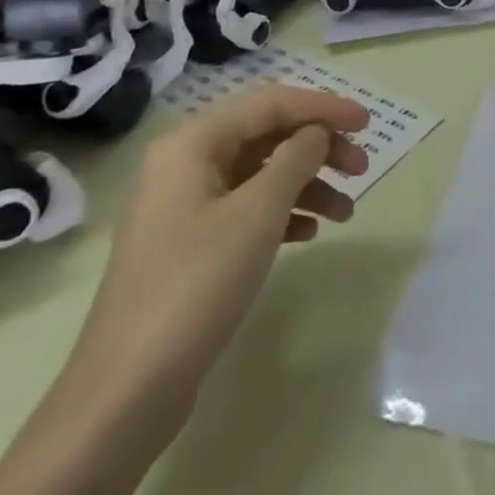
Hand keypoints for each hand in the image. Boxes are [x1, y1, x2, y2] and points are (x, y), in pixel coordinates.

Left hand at [66, 84, 369, 423]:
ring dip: (308, 182)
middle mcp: (186, 162)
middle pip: (267, 134)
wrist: (126, 392)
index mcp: (193, 142)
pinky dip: (284, 212)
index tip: (368, 122)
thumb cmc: (196, 285)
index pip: (272, 102)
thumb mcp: (257, 213)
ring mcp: (186, 204)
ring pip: (261, 172)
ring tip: (346, 211)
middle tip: (361, 168)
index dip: (324, 106)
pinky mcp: (191, 242)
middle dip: (319, 146)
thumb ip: (296, 158)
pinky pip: (248, 207)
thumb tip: (317, 131)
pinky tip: (310, 233)